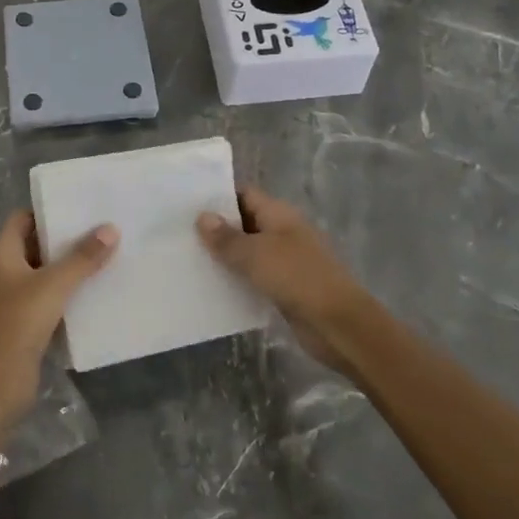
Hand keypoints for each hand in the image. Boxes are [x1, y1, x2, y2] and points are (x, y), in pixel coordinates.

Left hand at [0, 211, 116, 428]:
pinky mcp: (20, 322)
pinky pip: (45, 298)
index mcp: (0, 252)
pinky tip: (92, 291)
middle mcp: (0, 270)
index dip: (48, 211)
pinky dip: (64, 293)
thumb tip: (111, 228)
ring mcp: (8, 297)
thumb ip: (83, 257)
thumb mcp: (54, 285)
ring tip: (104, 256)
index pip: (23, 217)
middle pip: (34, 244)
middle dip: (64, 239)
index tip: (81, 207)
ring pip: (42, 273)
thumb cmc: (18, 322)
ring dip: (67, 268)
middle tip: (100, 230)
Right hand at [197, 187, 374, 369]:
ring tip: (189, 259)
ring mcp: (286, 260)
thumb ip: (226, 238)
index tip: (187, 204)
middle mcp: (283, 231)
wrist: (338, 324)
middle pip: (245, 222)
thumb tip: (202, 216)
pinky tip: (212, 286)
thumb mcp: (255, 254)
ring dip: (226, 256)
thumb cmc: (296, 277)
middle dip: (217, 228)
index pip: (244, 194)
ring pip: (249, 252)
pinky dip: (237, 279)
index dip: (218, 197)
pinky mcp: (286, 287)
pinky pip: (255, 277)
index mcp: (279, 214)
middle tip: (180, 233)